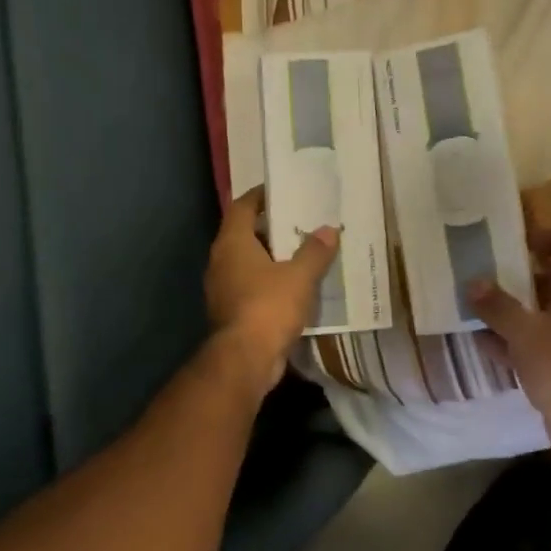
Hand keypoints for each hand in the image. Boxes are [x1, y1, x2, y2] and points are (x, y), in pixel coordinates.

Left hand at [206, 188, 338, 392]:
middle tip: (300, 222)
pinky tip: (294, 287)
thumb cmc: (268, 307)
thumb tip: (329, 229)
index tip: (281, 190)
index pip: (241, 207)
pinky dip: (269, 282)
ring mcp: (223, 288)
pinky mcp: (231, 311)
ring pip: (248, 263)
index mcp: (232, 244)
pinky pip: (251, 287)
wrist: (245, 360)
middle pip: (244, 234)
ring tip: (302, 253)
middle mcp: (221, 261)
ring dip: (272, 258)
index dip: (260, 196)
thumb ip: (315, 251)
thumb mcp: (299, 276)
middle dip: (271, 228)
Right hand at [469, 229, 550, 458]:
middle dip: (523, 274)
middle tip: (490, 269)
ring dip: (514, 308)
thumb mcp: (526, 333)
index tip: (525, 241)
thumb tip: (473, 282)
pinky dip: (514, 340)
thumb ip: (498, 307)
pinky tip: (480, 340)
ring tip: (478, 302)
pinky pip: (539, 344)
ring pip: (545, 314)